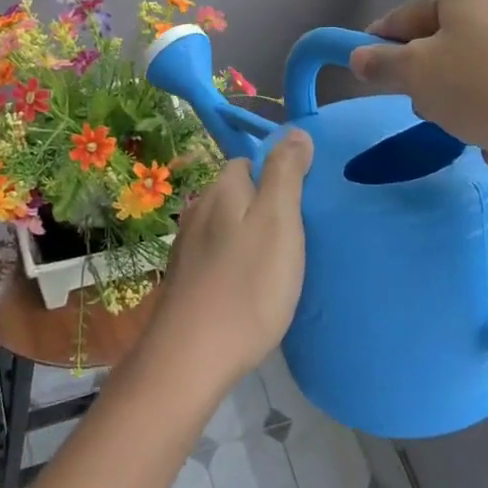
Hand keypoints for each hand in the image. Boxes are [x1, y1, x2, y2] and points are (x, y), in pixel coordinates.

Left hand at [144, 130, 313, 389]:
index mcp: (222, 190)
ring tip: (277, 263)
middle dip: (262, 204)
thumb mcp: (278, 221)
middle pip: (234, 193)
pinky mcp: (185, 280)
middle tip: (296, 235)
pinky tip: (249, 286)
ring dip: (247, 235)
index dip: (275, 174)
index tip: (302, 202)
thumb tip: (294, 131)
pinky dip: (234, 262)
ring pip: (224, 226)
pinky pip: (216, 256)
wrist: (191, 356)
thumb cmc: (247, 285)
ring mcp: (186, 246)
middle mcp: (198, 209)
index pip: (247, 162)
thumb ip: (285, 174)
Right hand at [347, 0, 487, 187]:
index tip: (379, 88)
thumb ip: (383, 66)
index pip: (400, 19)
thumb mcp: (421, 78)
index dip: (383, 56)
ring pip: (477, 73)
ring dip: (471, 110)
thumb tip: (359, 57)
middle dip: (438, 89)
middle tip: (446, 115)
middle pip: (441, 47)